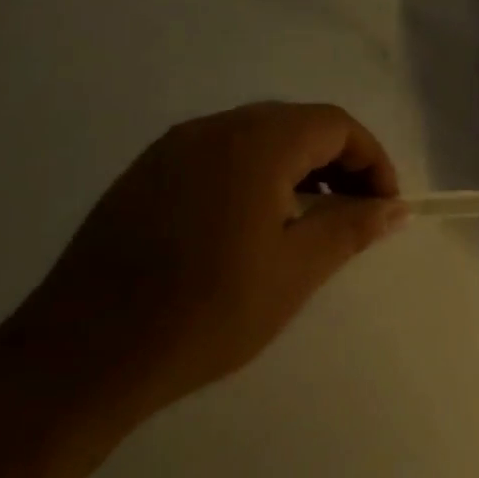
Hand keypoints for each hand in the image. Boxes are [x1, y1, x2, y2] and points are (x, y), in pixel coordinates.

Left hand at [10, 103, 405, 420]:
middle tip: (352, 213)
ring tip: (305, 222)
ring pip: (255, 137)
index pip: (334, 124)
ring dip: (294, 168)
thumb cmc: (205, 311)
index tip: (384, 205)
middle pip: (296, 124)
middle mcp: (213, 128)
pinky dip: (252, 175)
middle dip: (336, 162)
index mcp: (255, 143)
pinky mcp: (145, 173)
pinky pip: (217, 155)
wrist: (83, 354)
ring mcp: (172, 148)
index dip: (371, 159)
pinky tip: (249, 226)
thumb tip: (395, 207)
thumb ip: (351, 227)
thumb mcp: (294, 272)